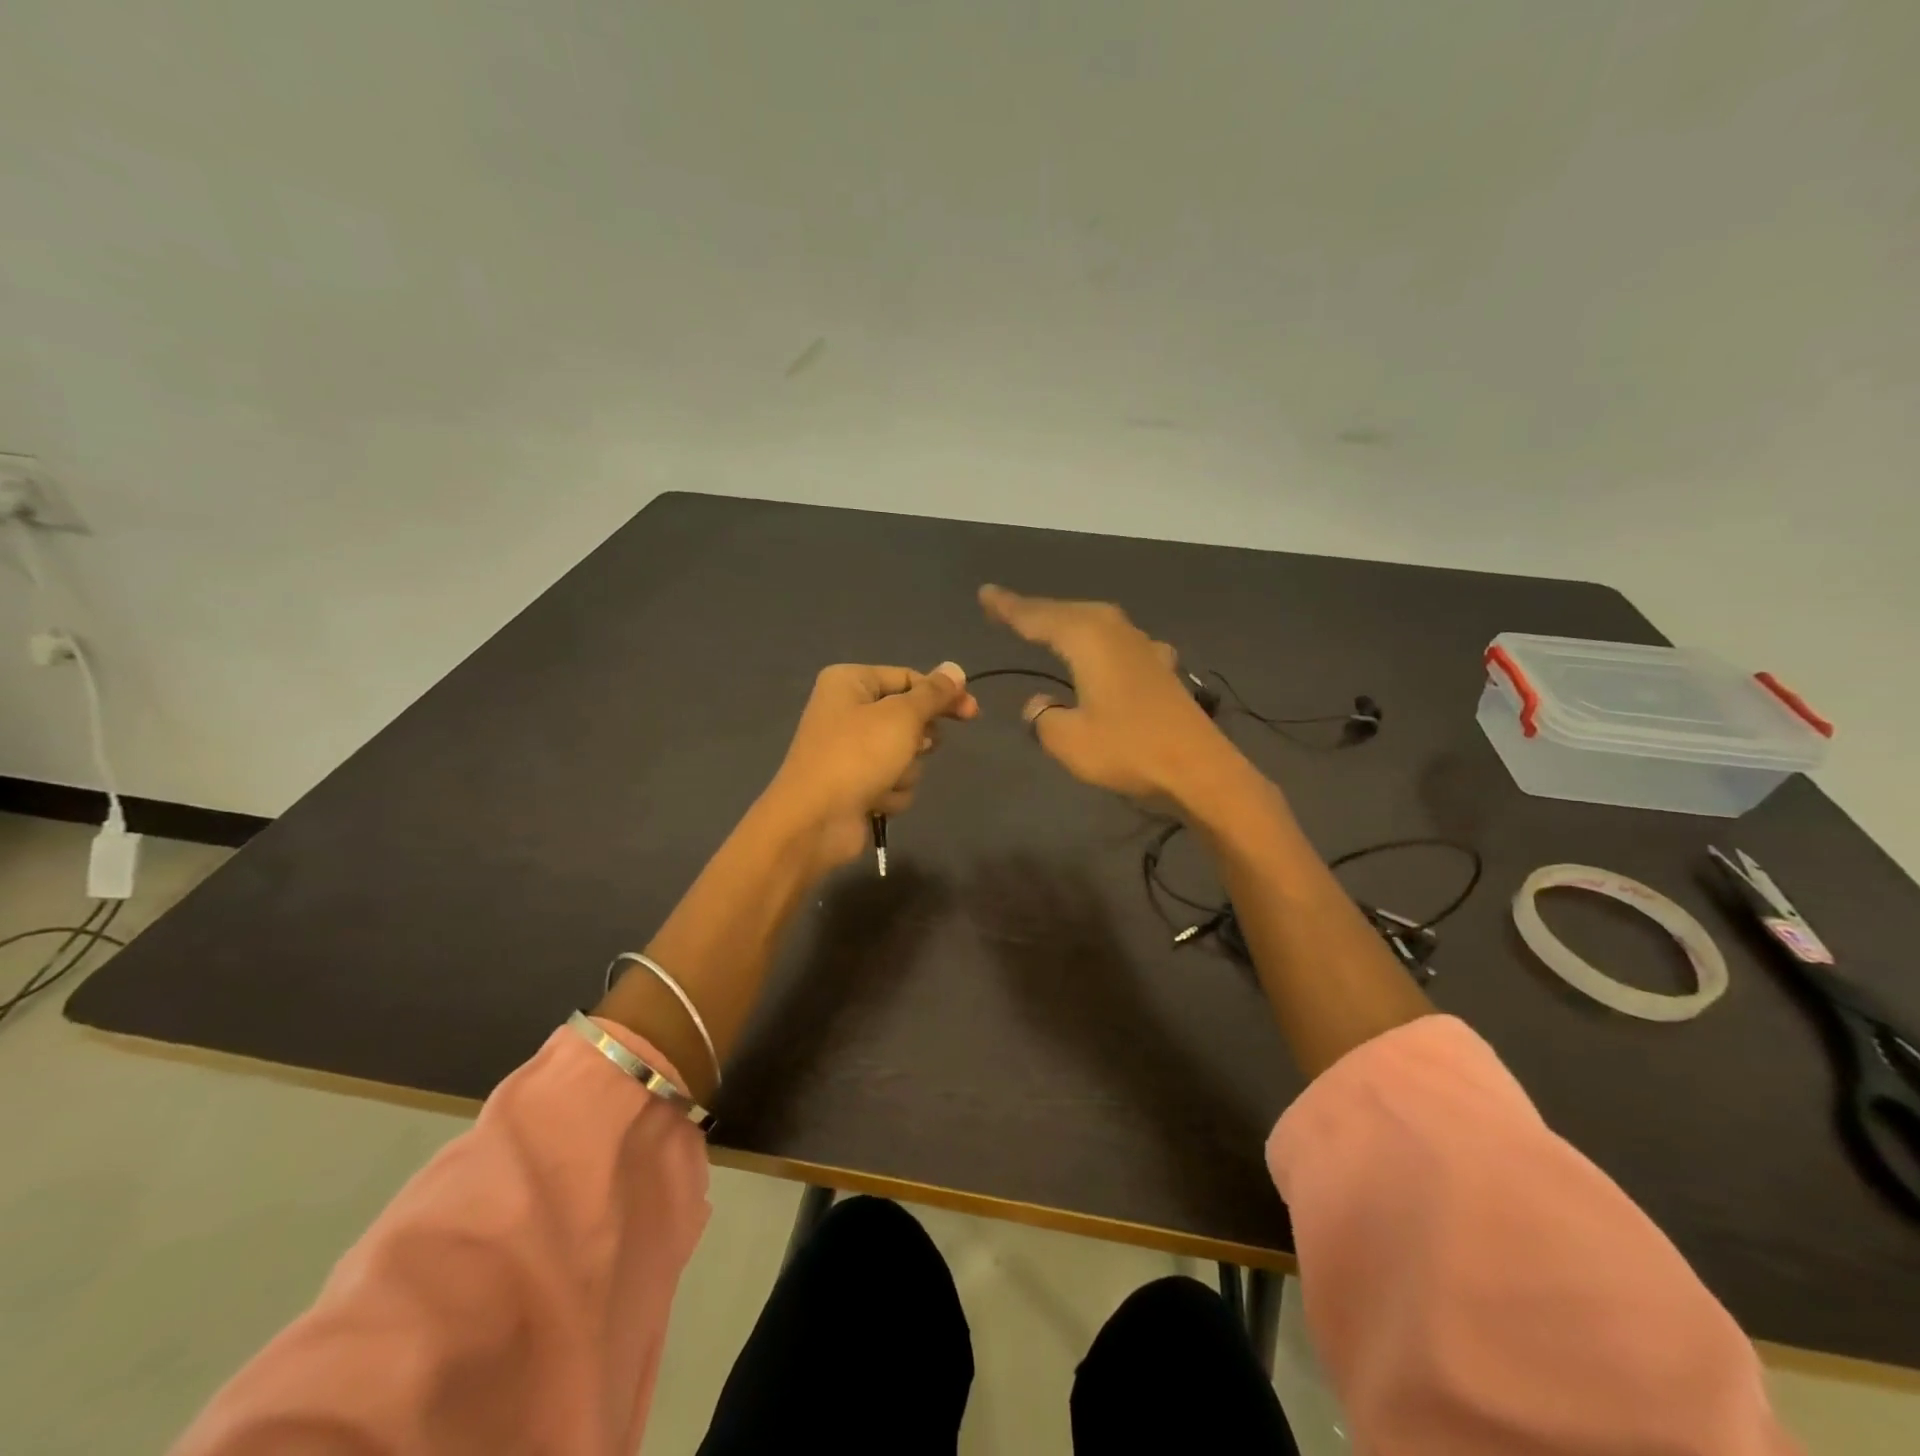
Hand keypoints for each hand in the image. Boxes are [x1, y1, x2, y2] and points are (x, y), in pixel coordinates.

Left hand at [762, 662, 977, 871]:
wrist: (816, 821)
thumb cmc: (857, 756)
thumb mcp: (902, 717)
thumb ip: (933, 693)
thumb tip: (955, 668)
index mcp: (850, 682)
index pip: (908, 678)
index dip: (942, 695)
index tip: (973, 712)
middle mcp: (847, 711)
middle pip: (908, 717)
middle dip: (917, 740)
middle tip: (916, 748)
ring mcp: (851, 751)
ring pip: (905, 754)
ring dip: (905, 770)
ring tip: (885, 779)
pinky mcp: (856, 784)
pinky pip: (893, 781)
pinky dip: (891, 792)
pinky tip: (876, 800)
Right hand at [978, 585, 1244, 808]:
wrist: (1199, 770)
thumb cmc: (1128, 750)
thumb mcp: (1068, 740)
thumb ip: (1043, 717)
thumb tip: (1041, 703)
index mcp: (1088, 639)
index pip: (1038, 616)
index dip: (1009, 607)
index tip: (985, 594)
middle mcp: (1115, 632)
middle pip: (1068, 612)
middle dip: (1036, 610)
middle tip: (1005, 608)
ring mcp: (1143, 647)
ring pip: (1095, 623)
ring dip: (1068, 623)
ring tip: (1046, 626)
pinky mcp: (1160, 668)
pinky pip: (1116, 642)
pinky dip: (1097, 642)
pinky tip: (1104, 653)